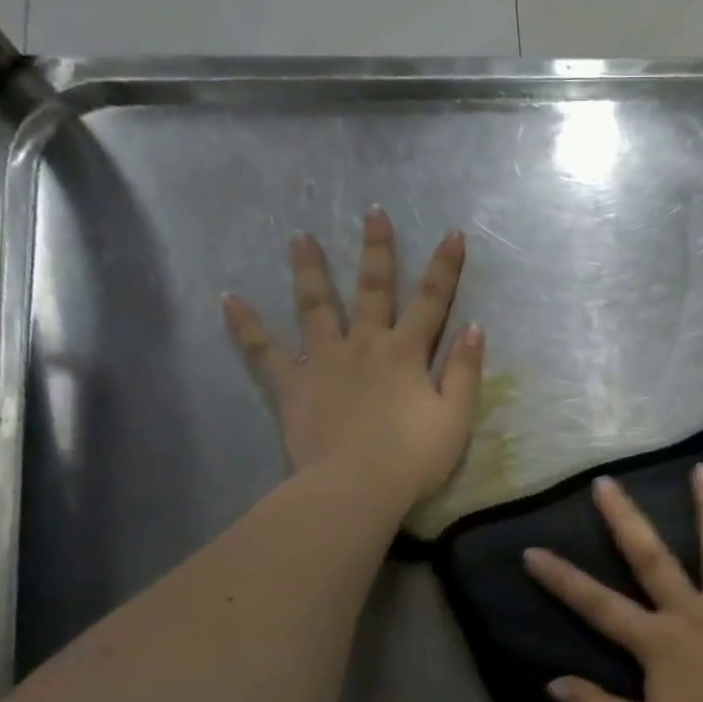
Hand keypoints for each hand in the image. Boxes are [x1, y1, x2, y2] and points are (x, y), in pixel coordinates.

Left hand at [222, 208, 483, 512]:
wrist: (355, 488)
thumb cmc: (412, 458)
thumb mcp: (455, 418)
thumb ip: (464, 371)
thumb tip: (474, 328)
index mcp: (406, 353)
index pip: (432, 301)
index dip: (444, 267)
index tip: (452, 233)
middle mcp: (365, 345)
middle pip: (373, 289)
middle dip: (377, 250)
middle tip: (372, 213)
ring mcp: (324, 361)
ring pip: (316, 306)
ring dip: (310, 270)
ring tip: (300, 238)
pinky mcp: (293, 384)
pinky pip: (264, 351)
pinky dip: (246, 326)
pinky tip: (229, 300)